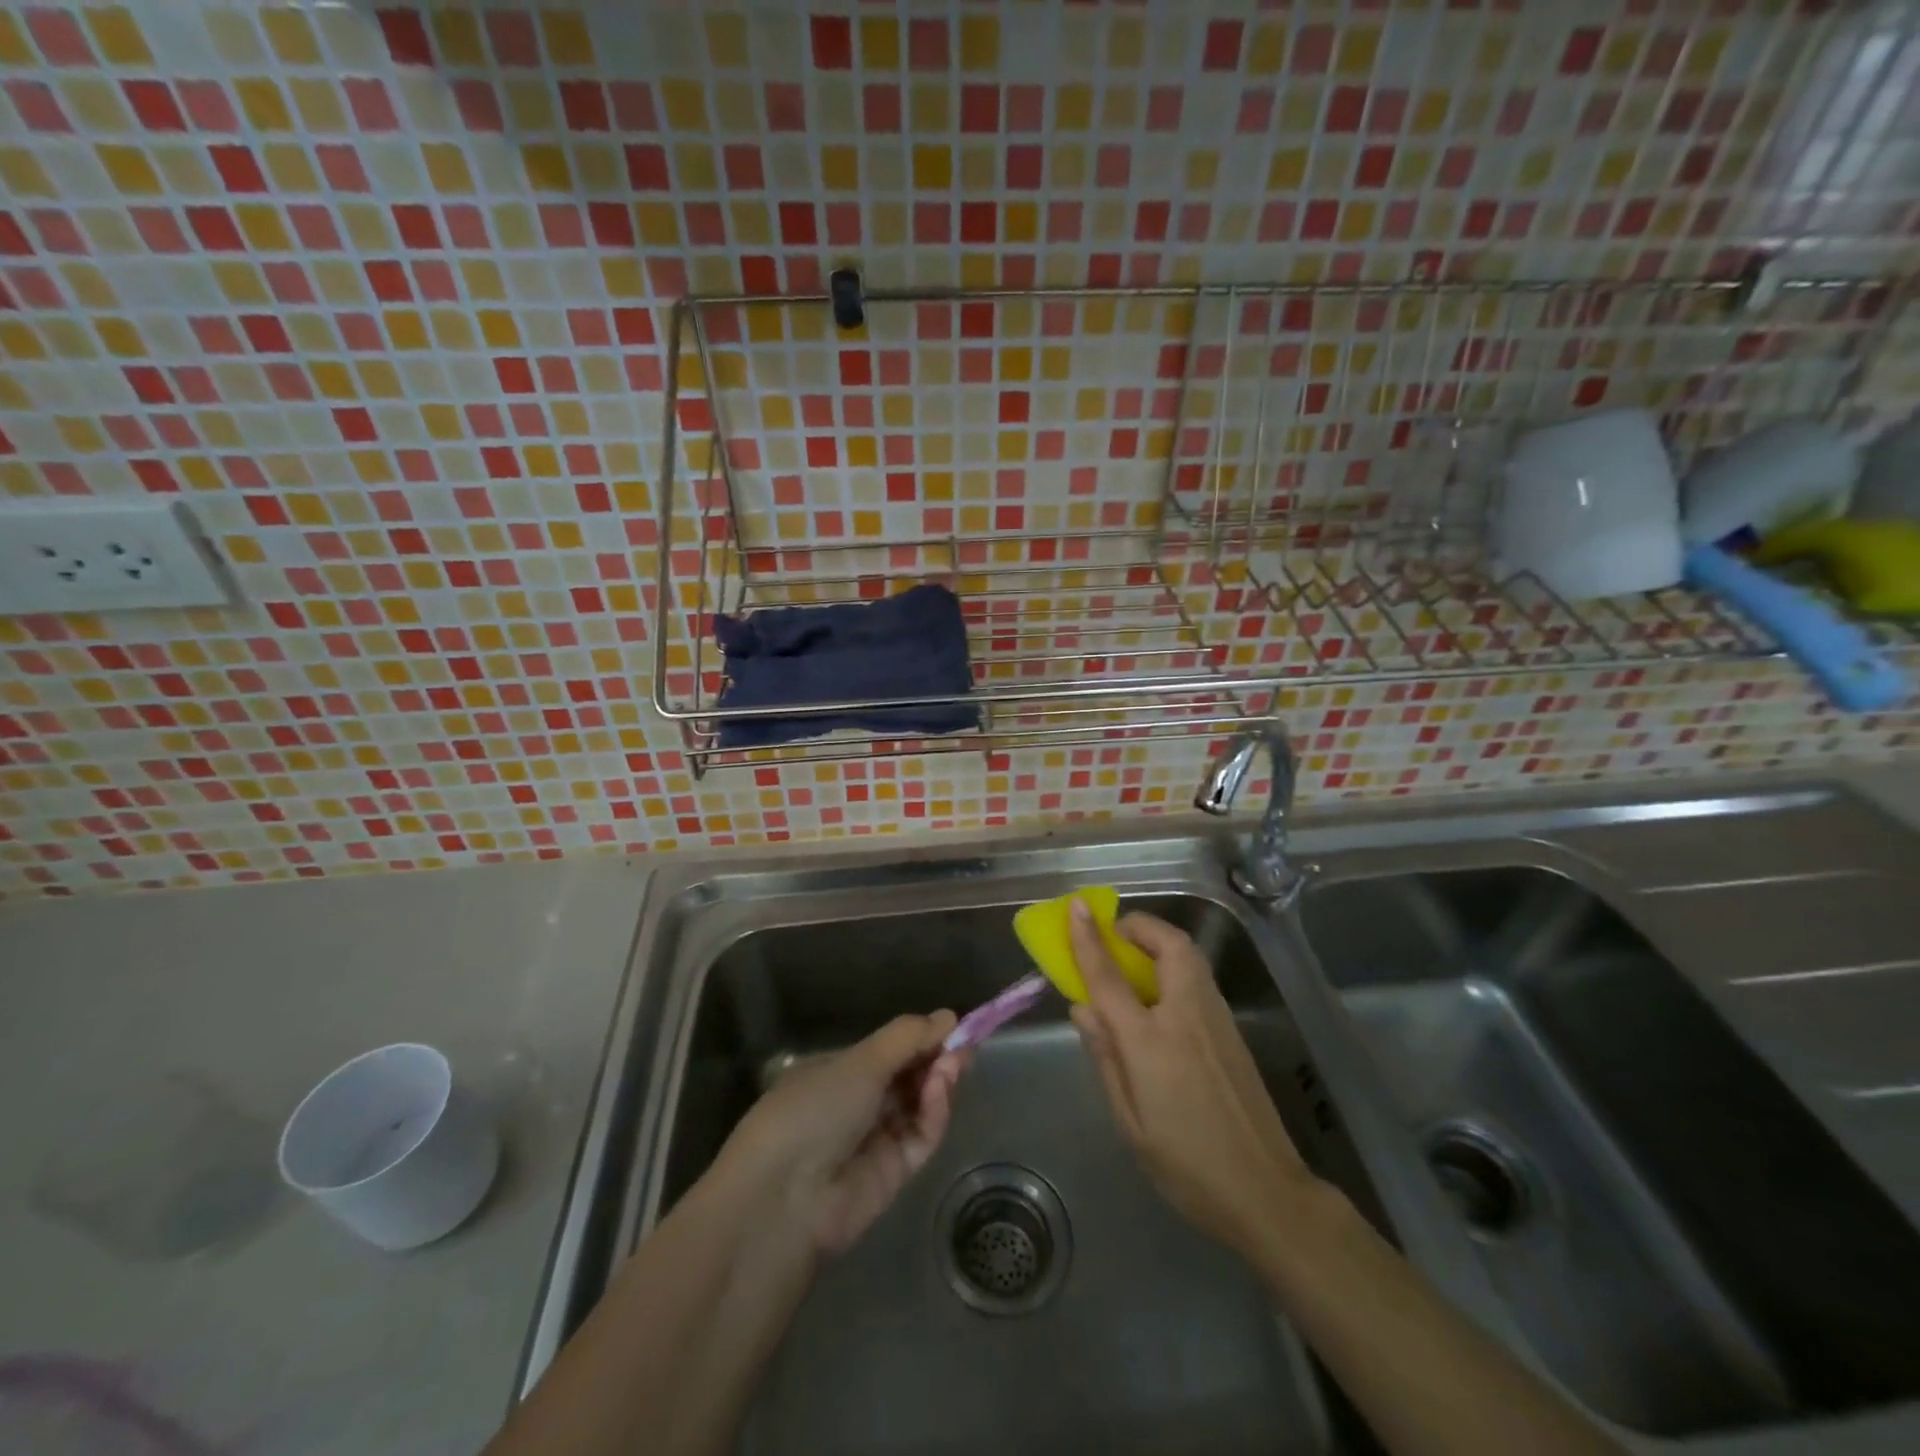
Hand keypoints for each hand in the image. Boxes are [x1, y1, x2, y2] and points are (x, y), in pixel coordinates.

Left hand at [717, 1012, 968, 1256]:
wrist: (786, 1198)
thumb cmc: (814, 1109)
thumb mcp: (859, 1061)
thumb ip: (907, 1038)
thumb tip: (948, 1017)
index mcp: (839, 1072)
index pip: (890, 1050)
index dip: (922, 1037)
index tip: (953, 1024)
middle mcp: (858, 1103)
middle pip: (909, 1076)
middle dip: (937, 1057)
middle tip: (965, 1044)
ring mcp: (876, 1139)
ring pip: (920, 1104)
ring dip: (939, 1080)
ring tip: (954, 1063)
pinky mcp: (895, 1173)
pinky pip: (921, 1135)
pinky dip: (934, 1112)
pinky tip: (940, 1089)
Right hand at [1068, 903, 1318, 1256]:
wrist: (1266, 1192)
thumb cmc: (1186, 1165)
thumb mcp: (1129, 1121)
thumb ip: (1106, 1057)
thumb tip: (1084, 1009)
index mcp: (1151, 1041)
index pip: (1110, 977)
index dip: (1088, 939)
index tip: (1076, 907)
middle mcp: (1186, 1016)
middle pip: (1168, 945)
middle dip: (1139, 926)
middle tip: (1114, 934)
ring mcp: (1216, 1020)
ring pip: (1189, 957)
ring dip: (1158, 942)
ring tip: (1132, 960)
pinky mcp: (1233, 1031)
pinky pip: (1198, 979)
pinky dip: (1174, 966)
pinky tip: (1160, 996)